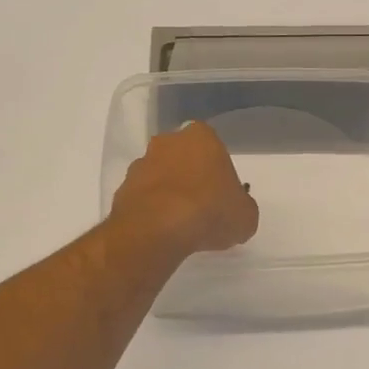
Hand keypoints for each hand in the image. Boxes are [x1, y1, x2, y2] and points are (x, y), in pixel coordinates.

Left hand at [110, 121, 258, 256]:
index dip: (219, 173)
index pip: (214, 149)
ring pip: (161, 176)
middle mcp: (168, 142)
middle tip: (203, 208)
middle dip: (191, 178)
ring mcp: (141, 163)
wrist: (158, 229)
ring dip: (169, 193)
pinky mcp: (122, 188)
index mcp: (202, 137)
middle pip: (184, 158)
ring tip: (181, 224)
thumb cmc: (210, 211)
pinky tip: (162, 231)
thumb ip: (242, 207)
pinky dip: (152, 210)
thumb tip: (235, 212)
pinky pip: (143, 197)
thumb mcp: (246, 216)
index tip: (222, 197)